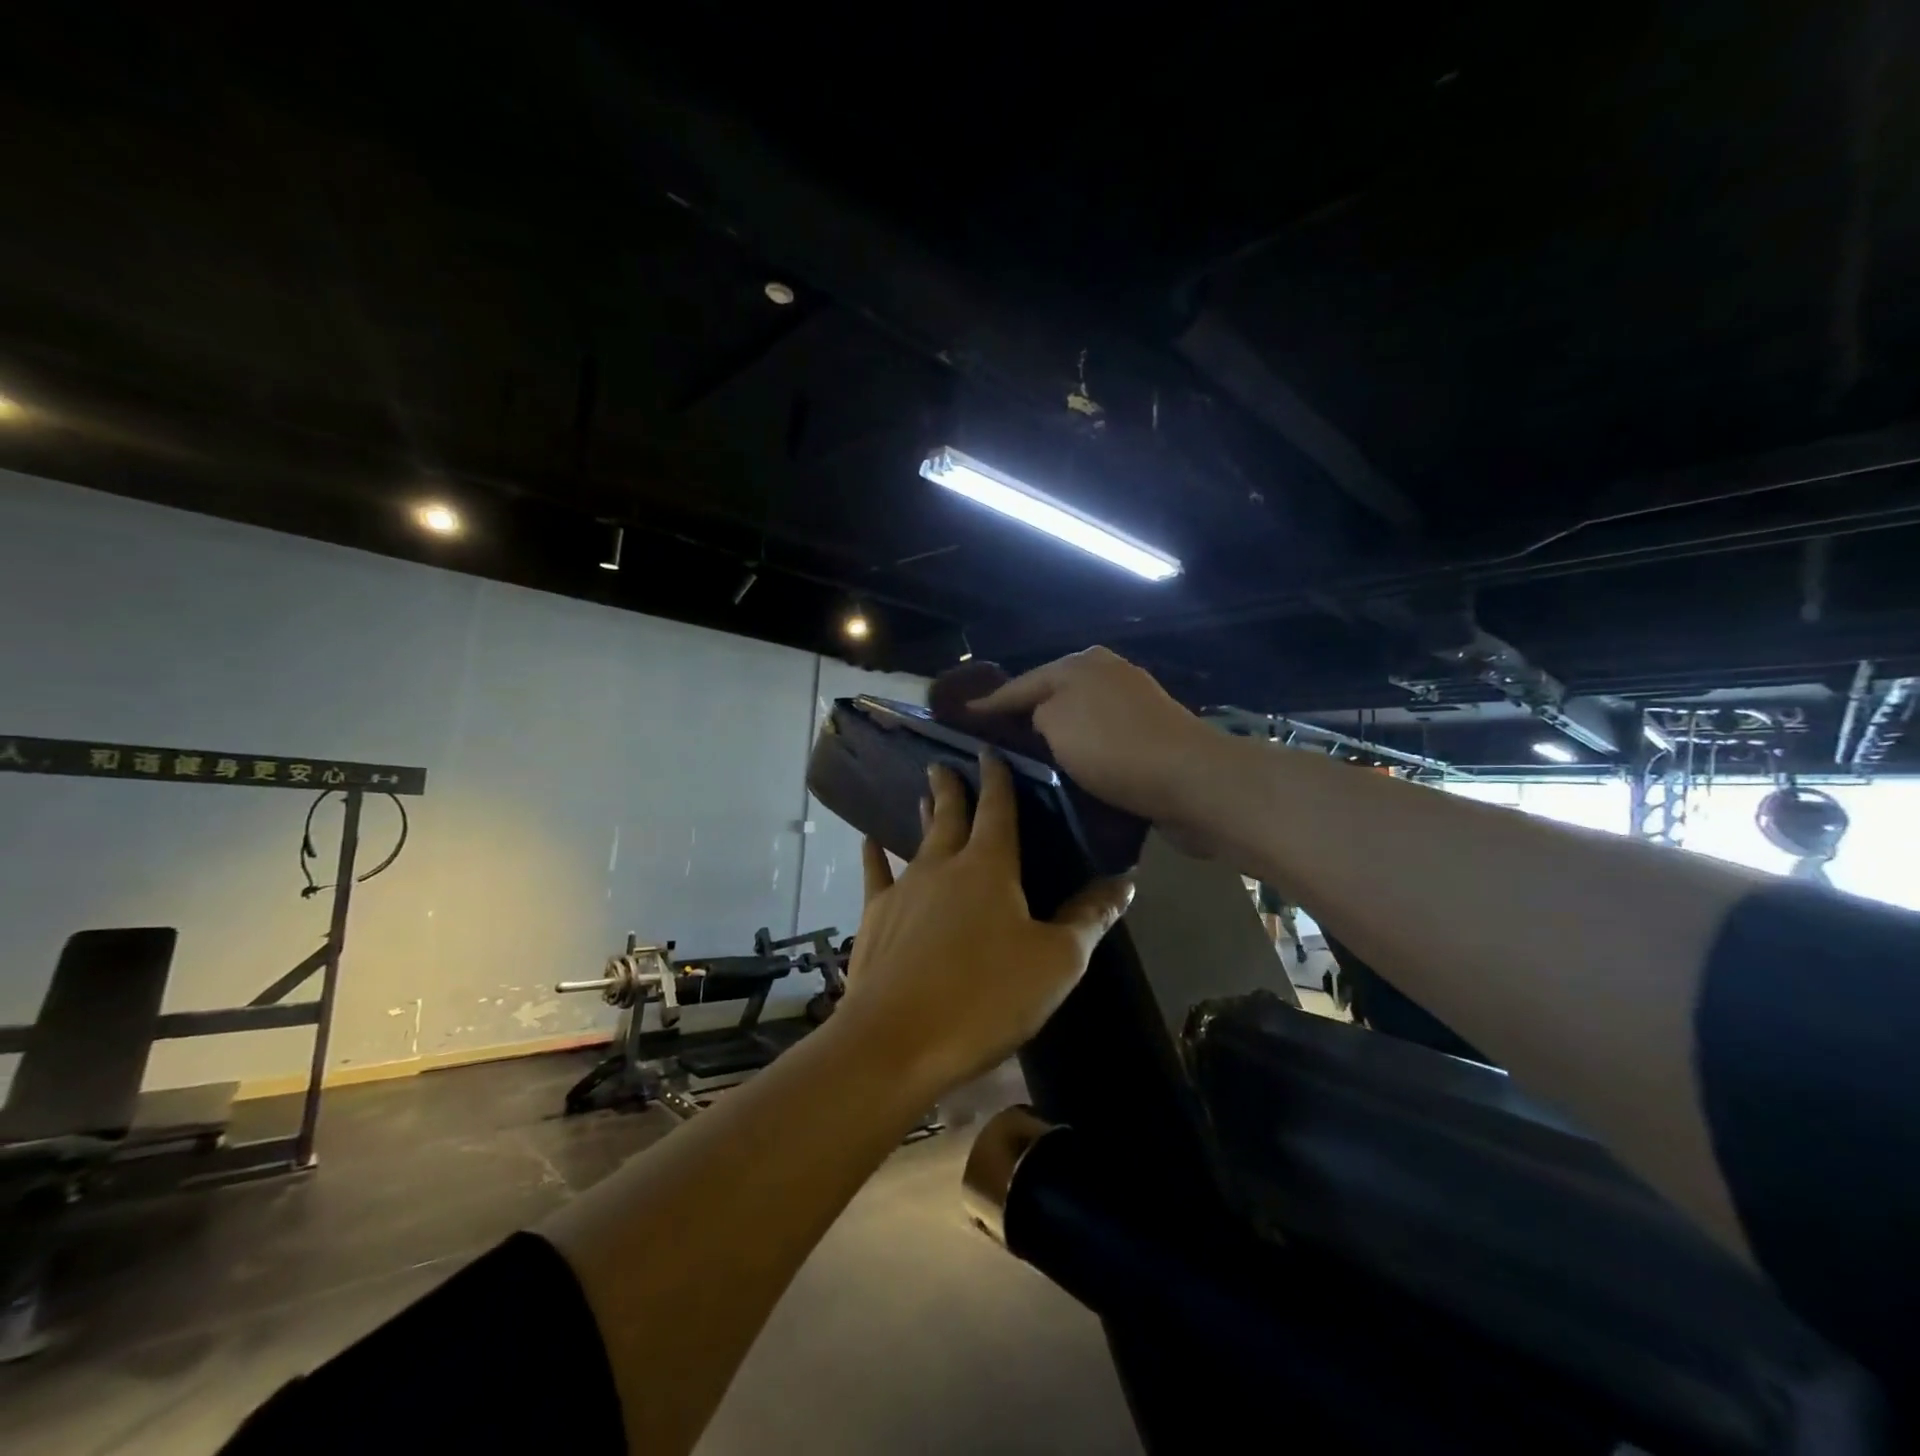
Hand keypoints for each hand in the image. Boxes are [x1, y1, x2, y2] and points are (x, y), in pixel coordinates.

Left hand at [837, 752, 1133, 1098]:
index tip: (989, 751)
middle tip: (942, 762)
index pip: (997, 810)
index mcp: (989, 868)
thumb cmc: (986, 998)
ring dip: (925, 817)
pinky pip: (875, 874)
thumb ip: (1089, 918)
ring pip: (918, 842)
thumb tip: (1125, 882)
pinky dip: (873, 855)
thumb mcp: (1056, 962)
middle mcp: (943, 866)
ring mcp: (903, 889)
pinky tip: (868, 841)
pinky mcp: (875, 917)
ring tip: (924, 795)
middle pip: (951, 816)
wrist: (897, 1040)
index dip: (997, 779)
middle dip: (952, 788)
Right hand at [967, 647, 1218, 831]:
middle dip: (1023, 715)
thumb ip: (1034, 712)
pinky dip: (1081, 749)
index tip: (961, 717)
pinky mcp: (1150, 734)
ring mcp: (1133, 703)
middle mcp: (1107, 674)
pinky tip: (1069, 767)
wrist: (1190, 780)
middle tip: (991, 740)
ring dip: (1054, 734)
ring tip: (1025, 757)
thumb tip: (1040, 718)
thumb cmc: (1113, 746)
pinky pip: (1100, 739)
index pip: (1021, 683)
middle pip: (1051, 695)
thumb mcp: (1056, 720)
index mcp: (1081, 663)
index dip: (989, 703)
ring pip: (1077, 717)